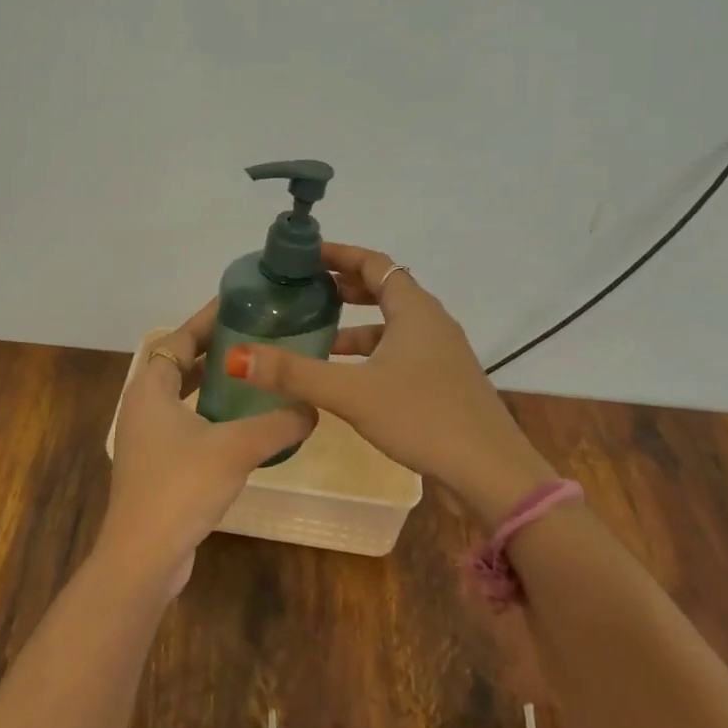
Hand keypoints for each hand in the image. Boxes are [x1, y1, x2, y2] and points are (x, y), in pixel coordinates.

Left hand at [97, 300, 316, 597]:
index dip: (206, 319)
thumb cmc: (181, 487)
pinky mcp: (156, 465)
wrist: (143, 556)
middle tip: (253, 335)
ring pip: (181, 395)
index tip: (238, 303)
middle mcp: (143, 406)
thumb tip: (313, 407)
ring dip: (210, 381)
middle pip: (178, 363)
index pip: (179, 339)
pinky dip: (208, 412)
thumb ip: (278, 424)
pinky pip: (184, 422)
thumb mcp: (236, 448)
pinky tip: (241, 422)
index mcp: (150, 388)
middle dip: (212, 348)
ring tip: (251, 372)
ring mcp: (146, 438)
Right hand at [223, 242, 554, 526]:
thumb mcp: (352, 393)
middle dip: (344, 285)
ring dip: (356, 322)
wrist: (491, 473)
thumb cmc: (422, 417)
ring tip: (317, 332)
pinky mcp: (442, 379)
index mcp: (414, 309)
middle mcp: (430, 321)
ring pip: (391, 323)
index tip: (303, 256)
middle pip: (383, 288)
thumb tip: (236, 356)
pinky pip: (399, 349)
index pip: (373, 262)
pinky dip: (370, 351)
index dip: (338, 254)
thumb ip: (294, 374)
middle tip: (304, 289)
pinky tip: (347, 376)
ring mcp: (440, 352)